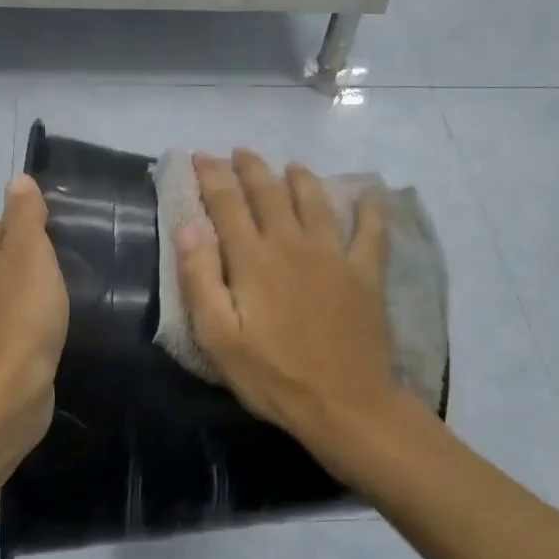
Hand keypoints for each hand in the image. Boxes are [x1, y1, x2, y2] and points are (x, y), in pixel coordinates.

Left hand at [0, 174, 68, 446]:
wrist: (5, 391)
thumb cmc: (21, 313)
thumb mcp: (30, 251)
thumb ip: (25, 213)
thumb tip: (18, 180)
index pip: (7, 228)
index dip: (37, 241)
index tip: (59, 260)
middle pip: (5, 260)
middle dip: (33, 271)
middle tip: (62, 286)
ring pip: (5, 294)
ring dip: (29, 301)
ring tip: (56, 314)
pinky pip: (6, 326)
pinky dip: (24, 329)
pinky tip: (43, 339)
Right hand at [174, 150, 405, 485]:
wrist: (346, 405)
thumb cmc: (274, 376)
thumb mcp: (219, 338)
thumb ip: (200, 279)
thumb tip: (187, 227)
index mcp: (254, 259)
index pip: (227, 204)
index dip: (212, 176)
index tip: (201, 156)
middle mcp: (293, 244)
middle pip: (270, 192)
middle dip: (252, 168)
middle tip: (240, 152)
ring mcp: (334, 255)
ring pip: (315, 201)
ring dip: (301, 178)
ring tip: (291, 166)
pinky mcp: (366, 273)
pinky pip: (372, 231)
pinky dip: (371, 208)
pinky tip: (370, 194)